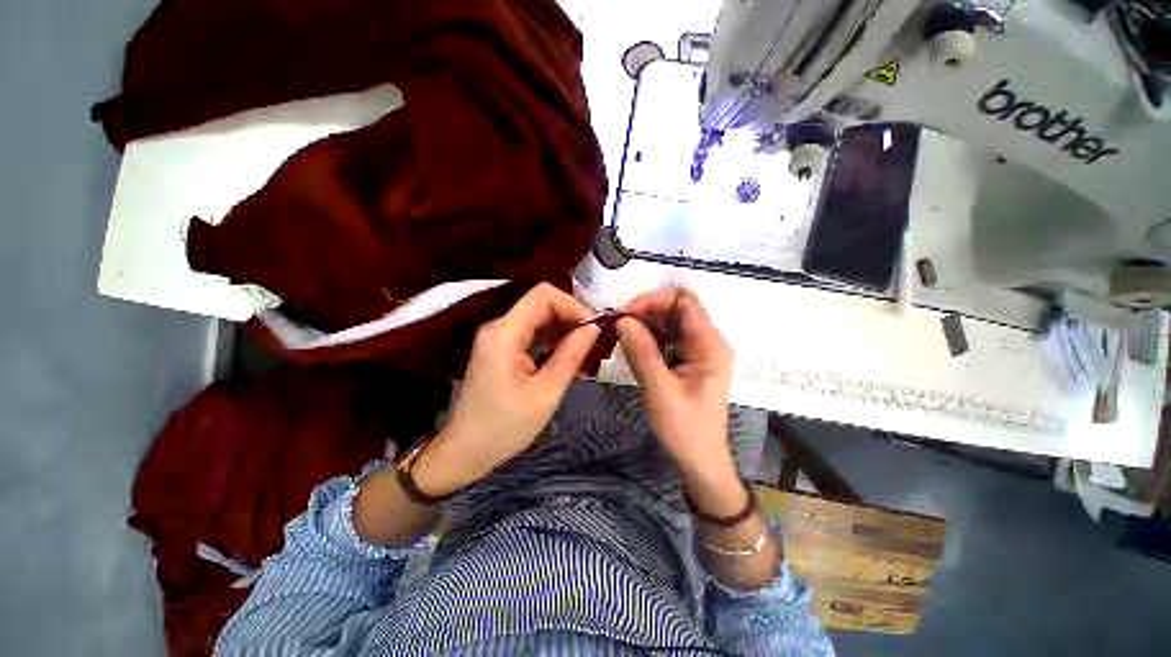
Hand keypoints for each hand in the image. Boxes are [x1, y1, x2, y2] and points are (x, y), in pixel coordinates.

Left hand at [414, 283, 599, 493]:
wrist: (466, 451)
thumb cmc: (505, 427)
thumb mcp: (546, 393)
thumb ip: (570, 355)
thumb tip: (594, 327)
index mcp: (505, 333)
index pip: (543, 295)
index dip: (572, 304)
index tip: (592, 328)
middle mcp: (499, 327)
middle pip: (542, 304)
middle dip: (571, 319)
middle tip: (593, 344)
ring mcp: (498, 337)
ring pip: (539, 319)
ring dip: (564, 333)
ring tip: (585, 357)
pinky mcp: (501, 348)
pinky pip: (532, 334)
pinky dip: (552, 343)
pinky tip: (569, 362)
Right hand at [616, 287, 736, 483]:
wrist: (699, 461)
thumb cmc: (685, 430)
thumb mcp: (660, 390)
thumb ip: (642, 352)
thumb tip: (621, 320)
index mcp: (710, 344)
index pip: (684, 301)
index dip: (653, 301)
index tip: (625, 314)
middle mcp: (707, 340)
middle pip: (675, 308)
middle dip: (645, 312)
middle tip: (616, 325)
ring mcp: (697, 350)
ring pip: (668, 322)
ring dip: (643, 324)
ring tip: (618, 335)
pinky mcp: (687, 360)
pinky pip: (666, 338)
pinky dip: (647, 337)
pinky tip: (630, 346)